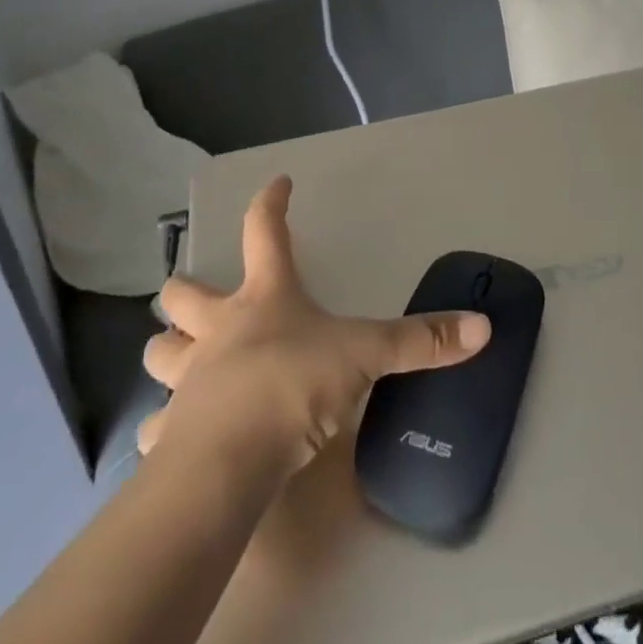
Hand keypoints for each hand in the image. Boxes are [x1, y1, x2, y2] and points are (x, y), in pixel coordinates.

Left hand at [139, 176, 491, 476]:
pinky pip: (159, 428)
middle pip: (184, 293)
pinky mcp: (169, 432)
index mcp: (264, 298)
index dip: (271, 203)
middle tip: (195, 295)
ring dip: (167, 351)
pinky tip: (177, 439)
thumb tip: (483, 326)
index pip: (264, 231)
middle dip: (185, 289)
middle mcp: (219, 329)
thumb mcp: (365, 357)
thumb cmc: (294, 384)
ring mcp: (188, 378)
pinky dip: (166, 429)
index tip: (278, 182)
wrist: (229, 461)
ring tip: (179, 359)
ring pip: (159, 353)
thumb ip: (421, 342)